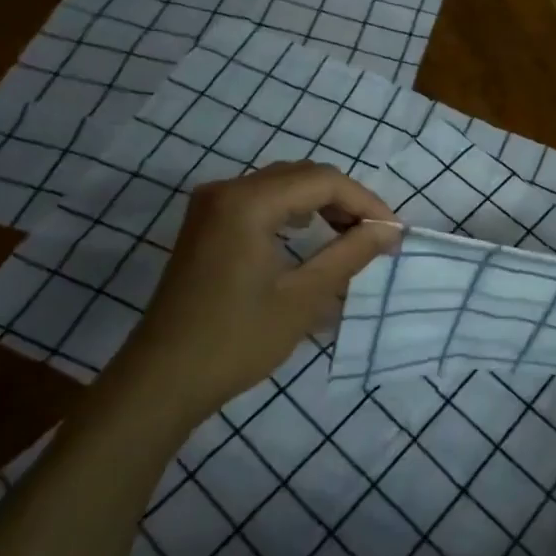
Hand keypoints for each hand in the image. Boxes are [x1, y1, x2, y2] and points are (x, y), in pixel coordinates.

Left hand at [109, 162, 399, 428]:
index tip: (394, 232)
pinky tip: (308, 232)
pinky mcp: (205, 222)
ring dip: (320, 202)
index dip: (365, 201)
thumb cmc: (236, 340)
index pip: (323, 181)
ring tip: (350, 233)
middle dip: (345, 199)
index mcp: (248, 202)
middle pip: (303, 175)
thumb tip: (389, 229)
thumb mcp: (304, 298)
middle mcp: (227, 189)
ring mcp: (211, 204)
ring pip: (282, 184)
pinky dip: (292, 209)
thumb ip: (350, 254)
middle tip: (376, 234)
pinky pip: (260, 198)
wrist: (161, 380)